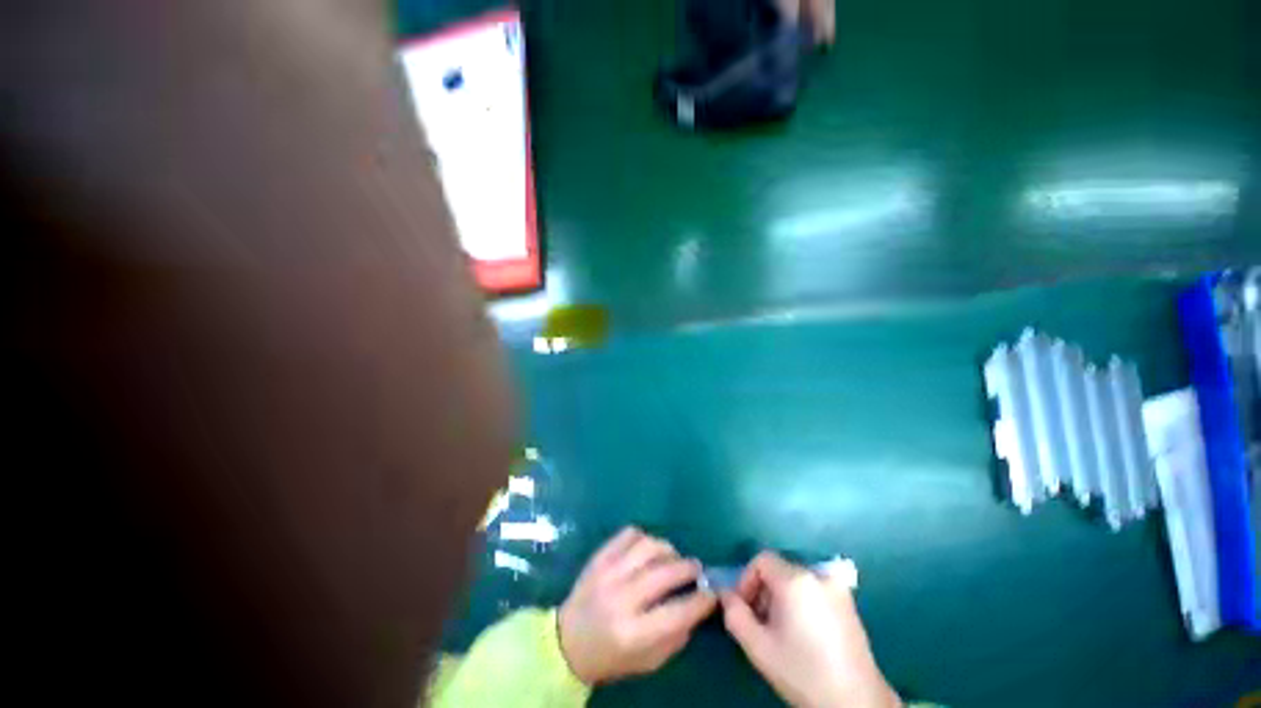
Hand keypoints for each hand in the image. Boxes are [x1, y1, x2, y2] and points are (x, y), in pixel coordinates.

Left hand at [558, 527, 716, 684]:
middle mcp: (621, 598)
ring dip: (668, 549)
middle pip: (664, 572)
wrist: (566, 640)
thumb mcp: (646, 661)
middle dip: (688, 568)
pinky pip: (628, 534)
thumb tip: (698, 606)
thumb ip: (675, 636)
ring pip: (648, 546)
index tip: (713, 592)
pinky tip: (648, 549)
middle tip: (697, 569)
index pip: (677, 612)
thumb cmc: (609, 657)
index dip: (701, 600)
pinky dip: (644, 537)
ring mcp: (608, 573)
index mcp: (632, 633)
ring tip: (672, 557)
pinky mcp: (599, 556)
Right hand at [721, 552, 899, 707]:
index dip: (746, 580)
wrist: (856, 702)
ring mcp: (837, 588)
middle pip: (778, 570)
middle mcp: (818, 575)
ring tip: (782, 631)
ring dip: (781, 598)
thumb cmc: (803, 672)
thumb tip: (725, 594)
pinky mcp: (849, 603)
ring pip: (795, 581)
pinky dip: (801, 602)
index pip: (760, 560)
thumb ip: (734, 614)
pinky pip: (813, 590)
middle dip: (763, 592)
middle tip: (761, 623)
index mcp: (796, 580)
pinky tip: (804, 633)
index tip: (744, 608)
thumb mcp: (758, 648)